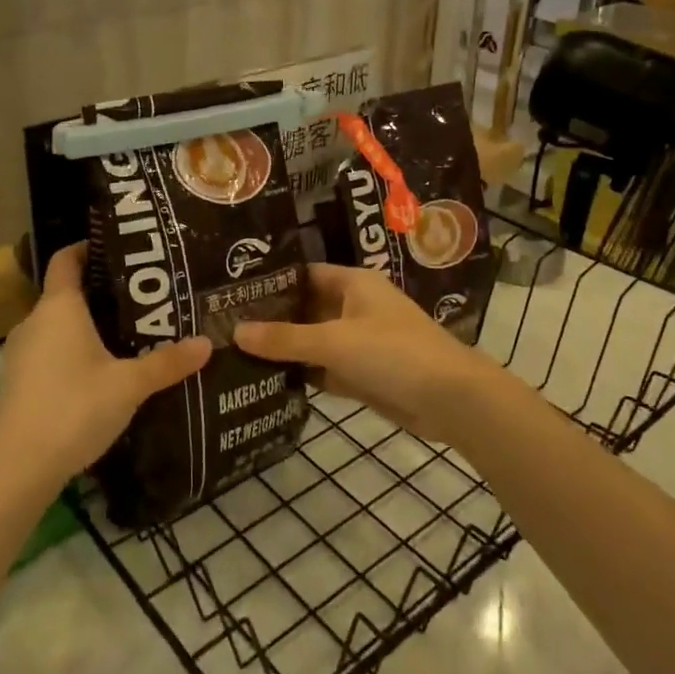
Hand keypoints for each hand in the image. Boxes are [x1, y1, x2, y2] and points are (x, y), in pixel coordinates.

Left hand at [0, 243, 209, 490]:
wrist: (18, 468)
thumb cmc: (75, 408)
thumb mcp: (130, 384)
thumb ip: (168, 362)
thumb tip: (207, 343)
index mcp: (59, 307)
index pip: (66, 259)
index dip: (88, 247)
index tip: (118, 248)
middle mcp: (35, 322)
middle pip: (66, 293)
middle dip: (101, 292)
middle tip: (142, 297)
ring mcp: (21, 353)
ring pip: (57, 325)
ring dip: (87, 326)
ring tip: (128, 333)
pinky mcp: (19, 381)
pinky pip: (50, 351)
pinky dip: (73, 351)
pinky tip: (101, 371)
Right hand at [235, 264, 505, 446]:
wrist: (451, 399)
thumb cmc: (393, 352)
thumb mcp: (334, 342)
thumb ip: (285, 339)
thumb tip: (235, 331)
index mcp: (353, 283)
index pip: (303, 274)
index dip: (271, 281)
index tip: (231, 292)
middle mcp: (354, 307)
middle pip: (305, 308)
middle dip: (271, 318)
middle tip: (223, 325)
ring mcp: (359, 342)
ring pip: (313, 341)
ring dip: (284, 349)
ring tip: (233, 352)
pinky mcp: (362, 374)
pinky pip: (324, 369)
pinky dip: (302, 374)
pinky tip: (266, 380)